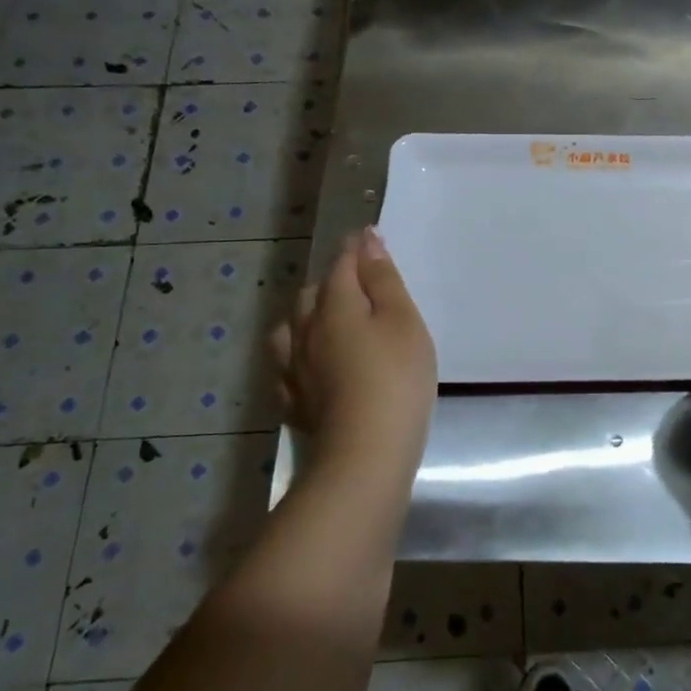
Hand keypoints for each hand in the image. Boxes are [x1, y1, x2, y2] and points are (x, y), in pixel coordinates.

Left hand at [270, 229, 436, 463]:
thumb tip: (366, 240)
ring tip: (327, 322)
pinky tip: (310, 367)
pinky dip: (299, 358)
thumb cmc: (396, 378)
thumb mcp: (403, 321)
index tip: (369, 237)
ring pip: (291, 330)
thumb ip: (383, 279)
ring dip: (307, 317)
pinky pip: (288, 369)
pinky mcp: (297, 403)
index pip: (342, 265)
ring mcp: (296, 370)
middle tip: (359, 283)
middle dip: (332, 281)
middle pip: (312, 294)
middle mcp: (306, 331)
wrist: (366, 453)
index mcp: (335, 306)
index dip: (356, 249)